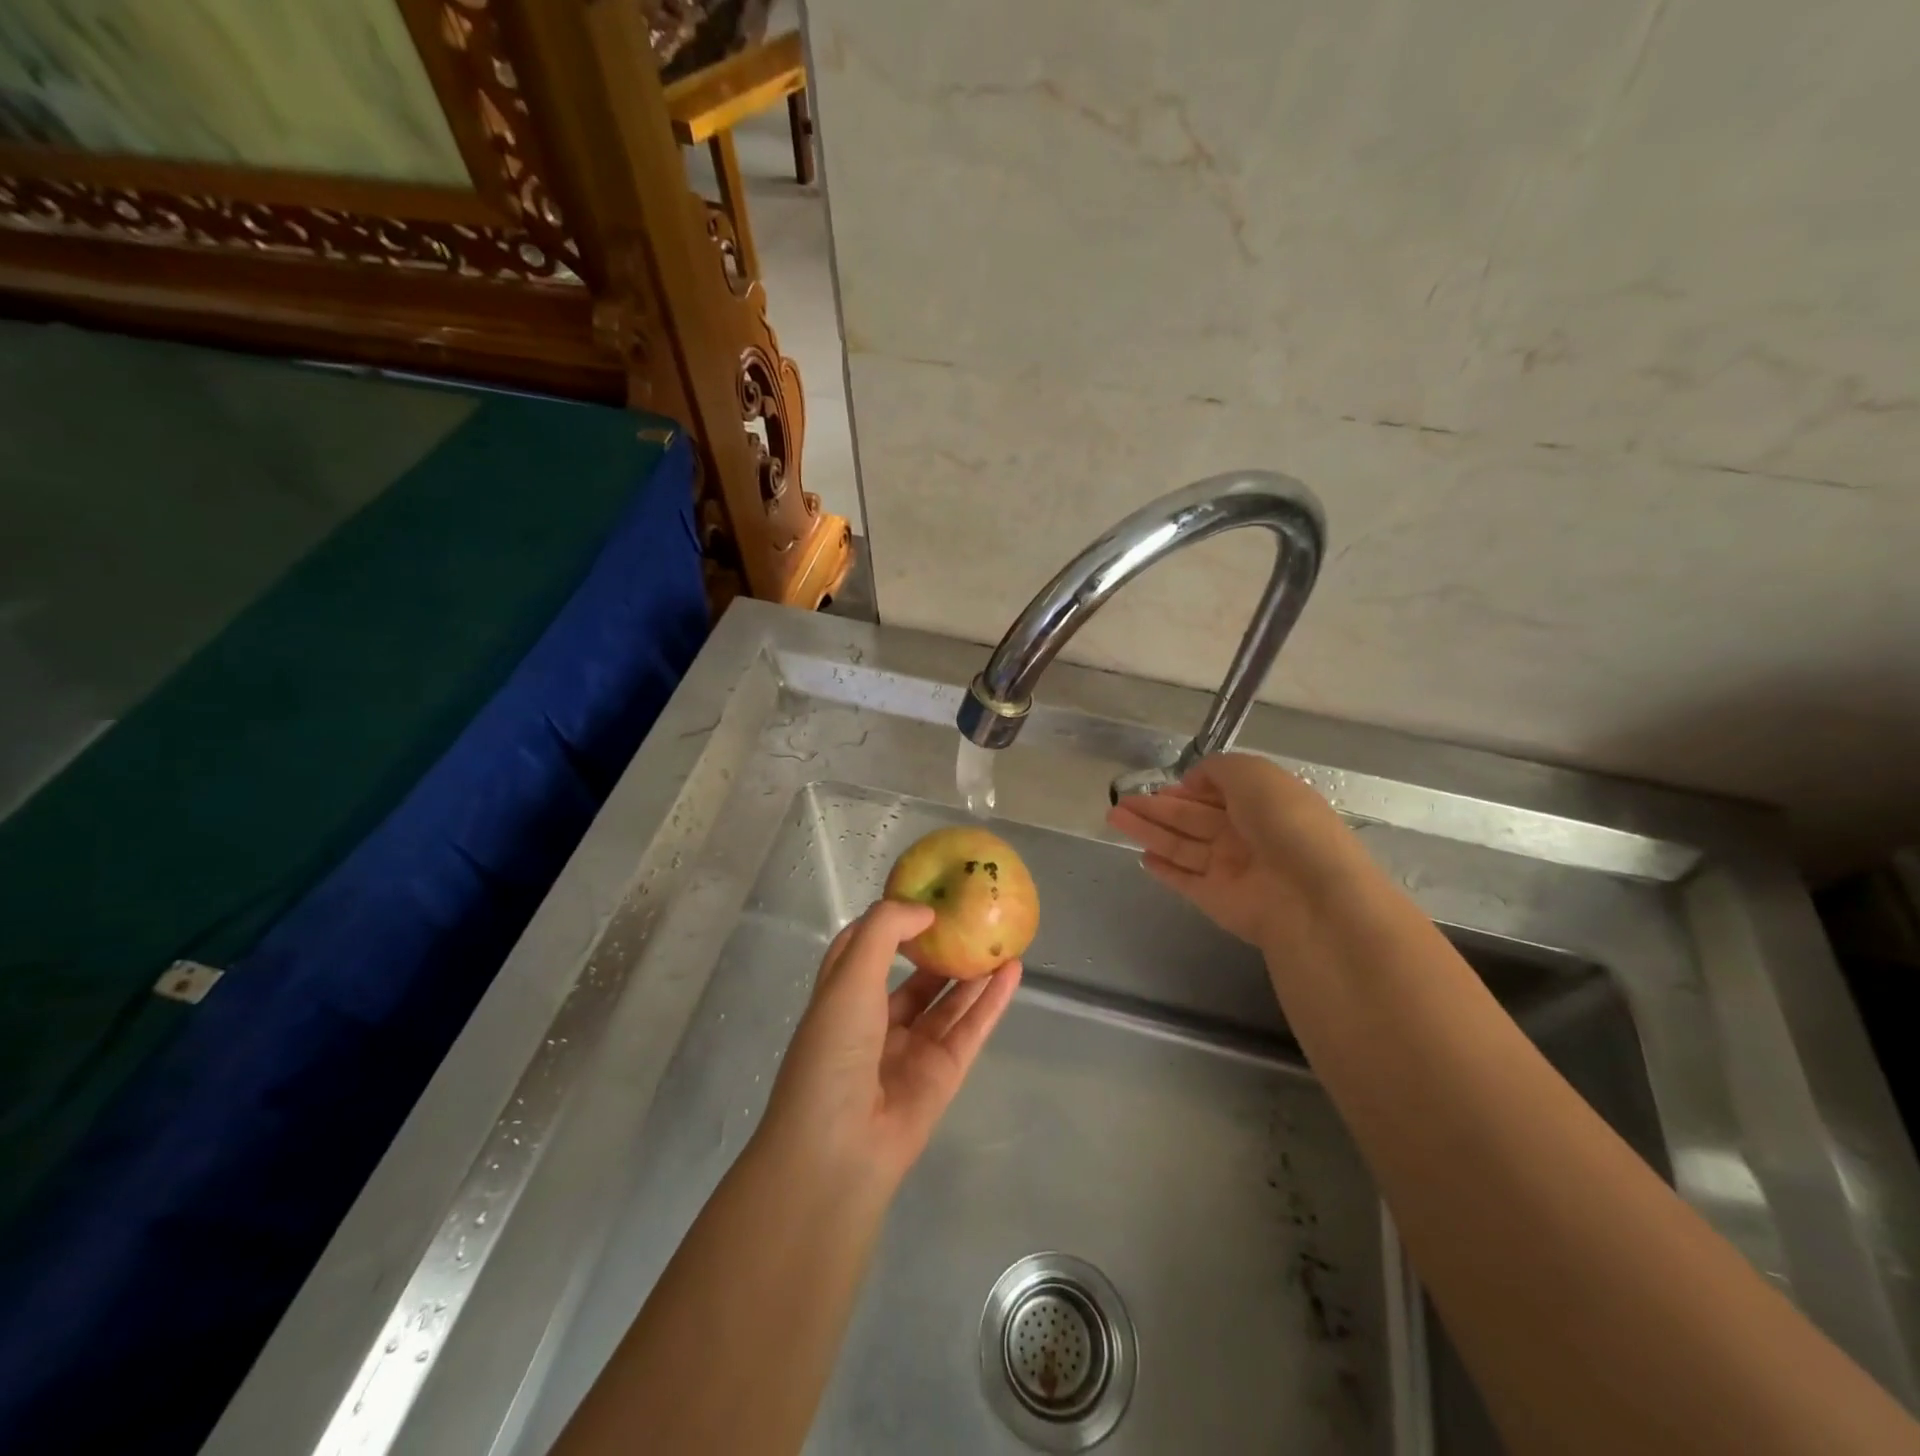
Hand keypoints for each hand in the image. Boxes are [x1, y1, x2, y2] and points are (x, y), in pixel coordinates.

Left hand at [758, 899, 1021, 1193]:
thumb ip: (885, 932)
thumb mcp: (849, 976)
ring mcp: (912, 1049)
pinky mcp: (943, 1074)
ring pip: (948, 1001)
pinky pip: (971, 1028)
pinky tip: (1013, 971)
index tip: (923, 896)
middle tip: (974, 915)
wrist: (840, 1148)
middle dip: (940, 947)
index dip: (891, 922)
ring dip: (973, 971)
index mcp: (843, 997)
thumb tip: (924, 912)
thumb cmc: (834, 1050)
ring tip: (1001, 936)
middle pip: (915, 977)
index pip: (865, 949)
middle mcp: (876, 1021)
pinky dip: (992, 1000)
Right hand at [1105, 752, 1349, 948]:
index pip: (1219, 792)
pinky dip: (1164, 869)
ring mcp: (1230, 868)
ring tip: (1113, 817)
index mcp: (1262, 802)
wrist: (1309, 895)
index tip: (1162, 785)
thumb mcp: (1253, 773)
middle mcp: (1245, 834)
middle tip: (1120, 800)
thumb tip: (1191, 781)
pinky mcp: (1215, 898)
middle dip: (1157, 807)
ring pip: (1180, 844)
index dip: (1189, 787)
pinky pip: (1184, 879)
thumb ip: (1217, 768)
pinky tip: (1142, 857)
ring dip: (1148, 830)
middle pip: (1192, 817)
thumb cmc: (1284, 822)